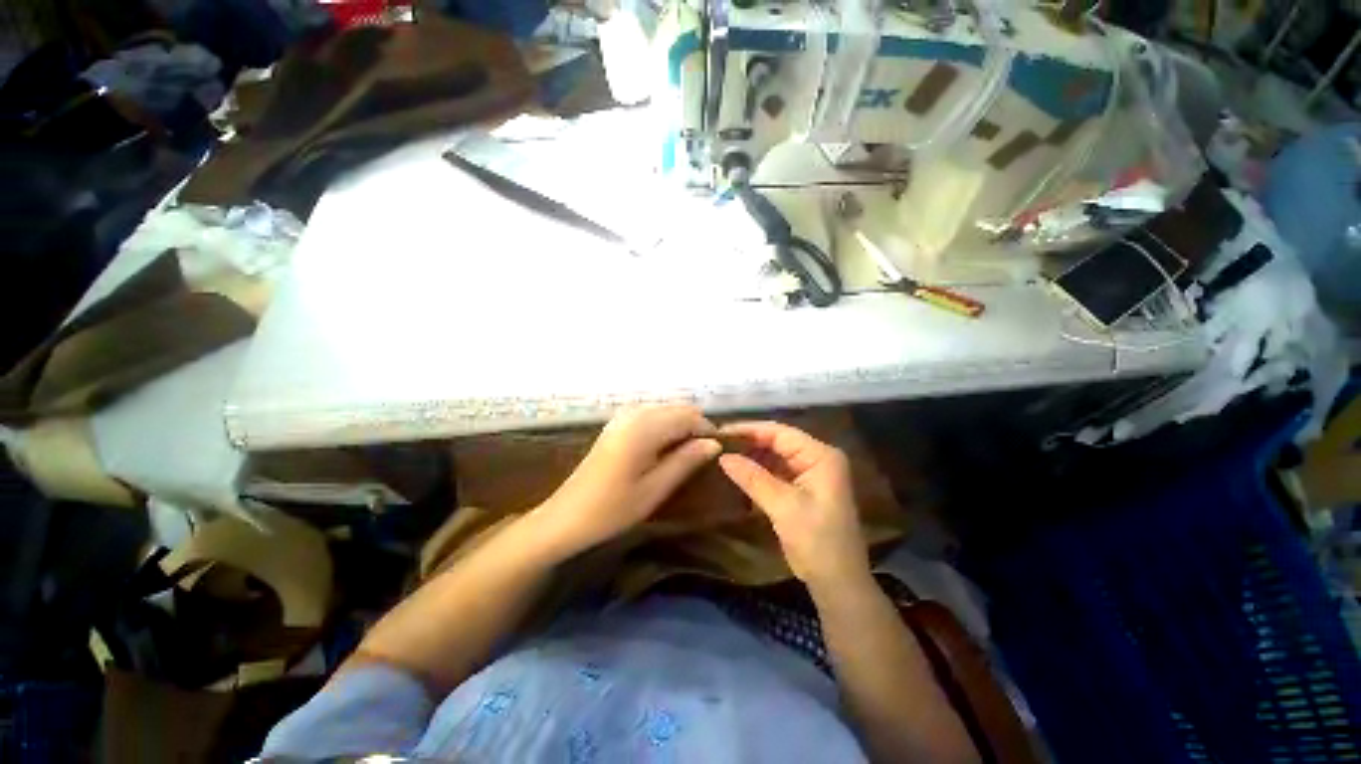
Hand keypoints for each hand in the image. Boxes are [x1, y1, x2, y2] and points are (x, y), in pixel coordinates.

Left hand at [534, 405, 720, 557]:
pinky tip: (664, 449)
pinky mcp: (616, 424)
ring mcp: (623, 416)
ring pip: (665, 410)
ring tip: (686, 455)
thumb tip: (715, 443)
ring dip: (680, 426)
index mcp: (645, 427)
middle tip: (703, 457)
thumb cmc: (612, 508)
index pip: (689, 416)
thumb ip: (686, 461)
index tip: (718, 453)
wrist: (566, 516)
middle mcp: (635, 413)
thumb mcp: (655, 489)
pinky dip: (665, 426)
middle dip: (695, 427)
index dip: (708, 431)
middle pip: (678, 409)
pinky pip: (651, 415)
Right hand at [717, 421, 869, 590]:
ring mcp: (811, 474)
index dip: (749, 429)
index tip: (720, 432)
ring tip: (723, 456)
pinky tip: (739, 474)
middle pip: (778, 442)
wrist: (839, 583)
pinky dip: (759, 473)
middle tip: (718, 444)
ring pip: (775, 457)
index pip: (780, 432)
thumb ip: (752, 478)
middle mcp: (817, 458)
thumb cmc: (817, 541)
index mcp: (820, 456)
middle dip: (749, 443)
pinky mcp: (804, 489)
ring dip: (752, 458)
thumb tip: (723, 457)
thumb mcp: (783, 507)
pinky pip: (777, 472)